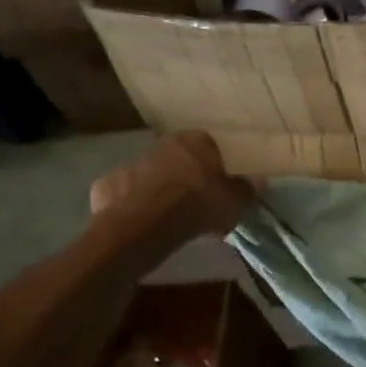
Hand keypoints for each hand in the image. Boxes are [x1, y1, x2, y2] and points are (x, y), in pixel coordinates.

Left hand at [90, 132, 253, 238]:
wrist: (144, 225)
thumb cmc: (197, 205)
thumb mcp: (235, 201)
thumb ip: (247, 189)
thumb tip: (258, 181)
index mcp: (195, 141)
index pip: (210, 145)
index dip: (216, 165)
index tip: (220, 184)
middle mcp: (161, 144)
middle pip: (178, 158)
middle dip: (186, 175)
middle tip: (196, 201)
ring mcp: (130, 162)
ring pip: (151, 175)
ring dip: (159, 189)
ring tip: (169, 216)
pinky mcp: (107, 184)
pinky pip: (126, 194)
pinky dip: (134, 205)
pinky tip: (142, 223)